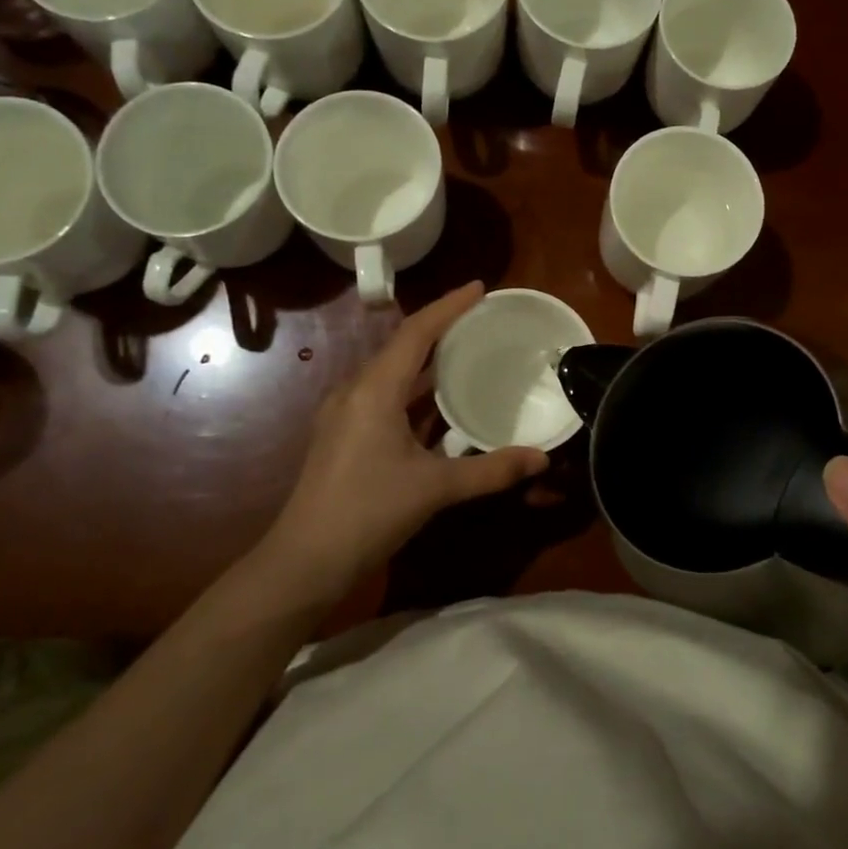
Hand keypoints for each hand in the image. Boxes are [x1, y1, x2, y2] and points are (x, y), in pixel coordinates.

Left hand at [261, 283, 548, 603]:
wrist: (305, 560)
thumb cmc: (368, 512)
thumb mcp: (435, 488)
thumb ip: (490, 470)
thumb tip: (541, 458)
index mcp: (374, 391)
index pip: (415, 333)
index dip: (449, 307)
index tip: (480, 288)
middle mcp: (356, 392)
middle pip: (402, 346)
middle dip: (441, 329)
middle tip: (481, 320)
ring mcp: (345, 414)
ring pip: (393, 373)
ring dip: (428, 362)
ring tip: (467, 353)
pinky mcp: (345, 436)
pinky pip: (385, 396)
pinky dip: (416, 391)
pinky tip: (440, 404)